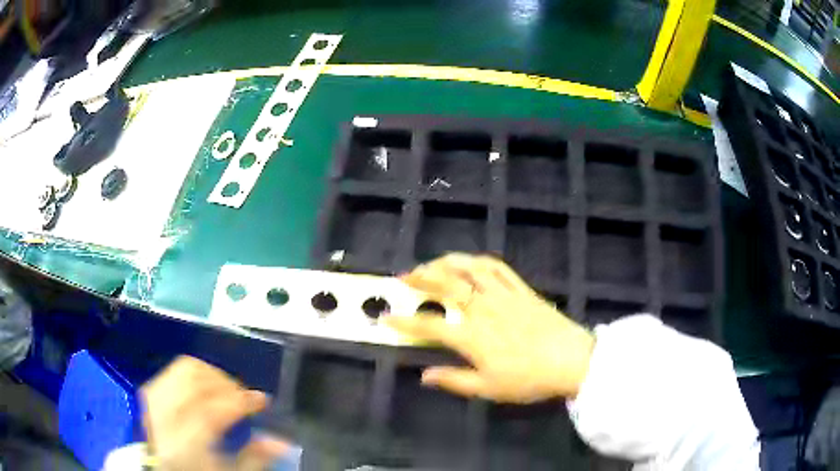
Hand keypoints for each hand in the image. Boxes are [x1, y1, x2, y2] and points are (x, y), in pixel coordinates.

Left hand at [140, 356, 288, 470]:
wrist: (160, 468)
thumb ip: (253, 459)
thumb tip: (280, 441)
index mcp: (181, 445)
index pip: (209, 412)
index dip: (239, 402)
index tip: (262, 401)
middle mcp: (161, 417)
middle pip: (194, 384)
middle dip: (227, 384)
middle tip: (246, 397)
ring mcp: (151, 401)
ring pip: (183, 370)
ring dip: (212, 375)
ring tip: (229, 389)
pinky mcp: (149, 392)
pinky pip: (173, 370)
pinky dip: (196, 372)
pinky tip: (208, 385)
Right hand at [384, 253, 594, 402]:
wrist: (571, 361)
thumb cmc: (528, 379)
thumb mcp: (488, 389)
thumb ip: (454, 380)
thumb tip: (424, 375)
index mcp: (471, 337)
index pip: (428, 326)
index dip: (404, 322)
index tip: (385, 318)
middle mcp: (482, 310)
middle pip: (445, 287)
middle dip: (420, 279)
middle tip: (403, 277)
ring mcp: (503, 295)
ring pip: (469, 270)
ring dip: (446, 263)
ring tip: (431, 264)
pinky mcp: (521, 289)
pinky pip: (497, 268)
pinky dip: (478, 261)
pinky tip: (469, 262)